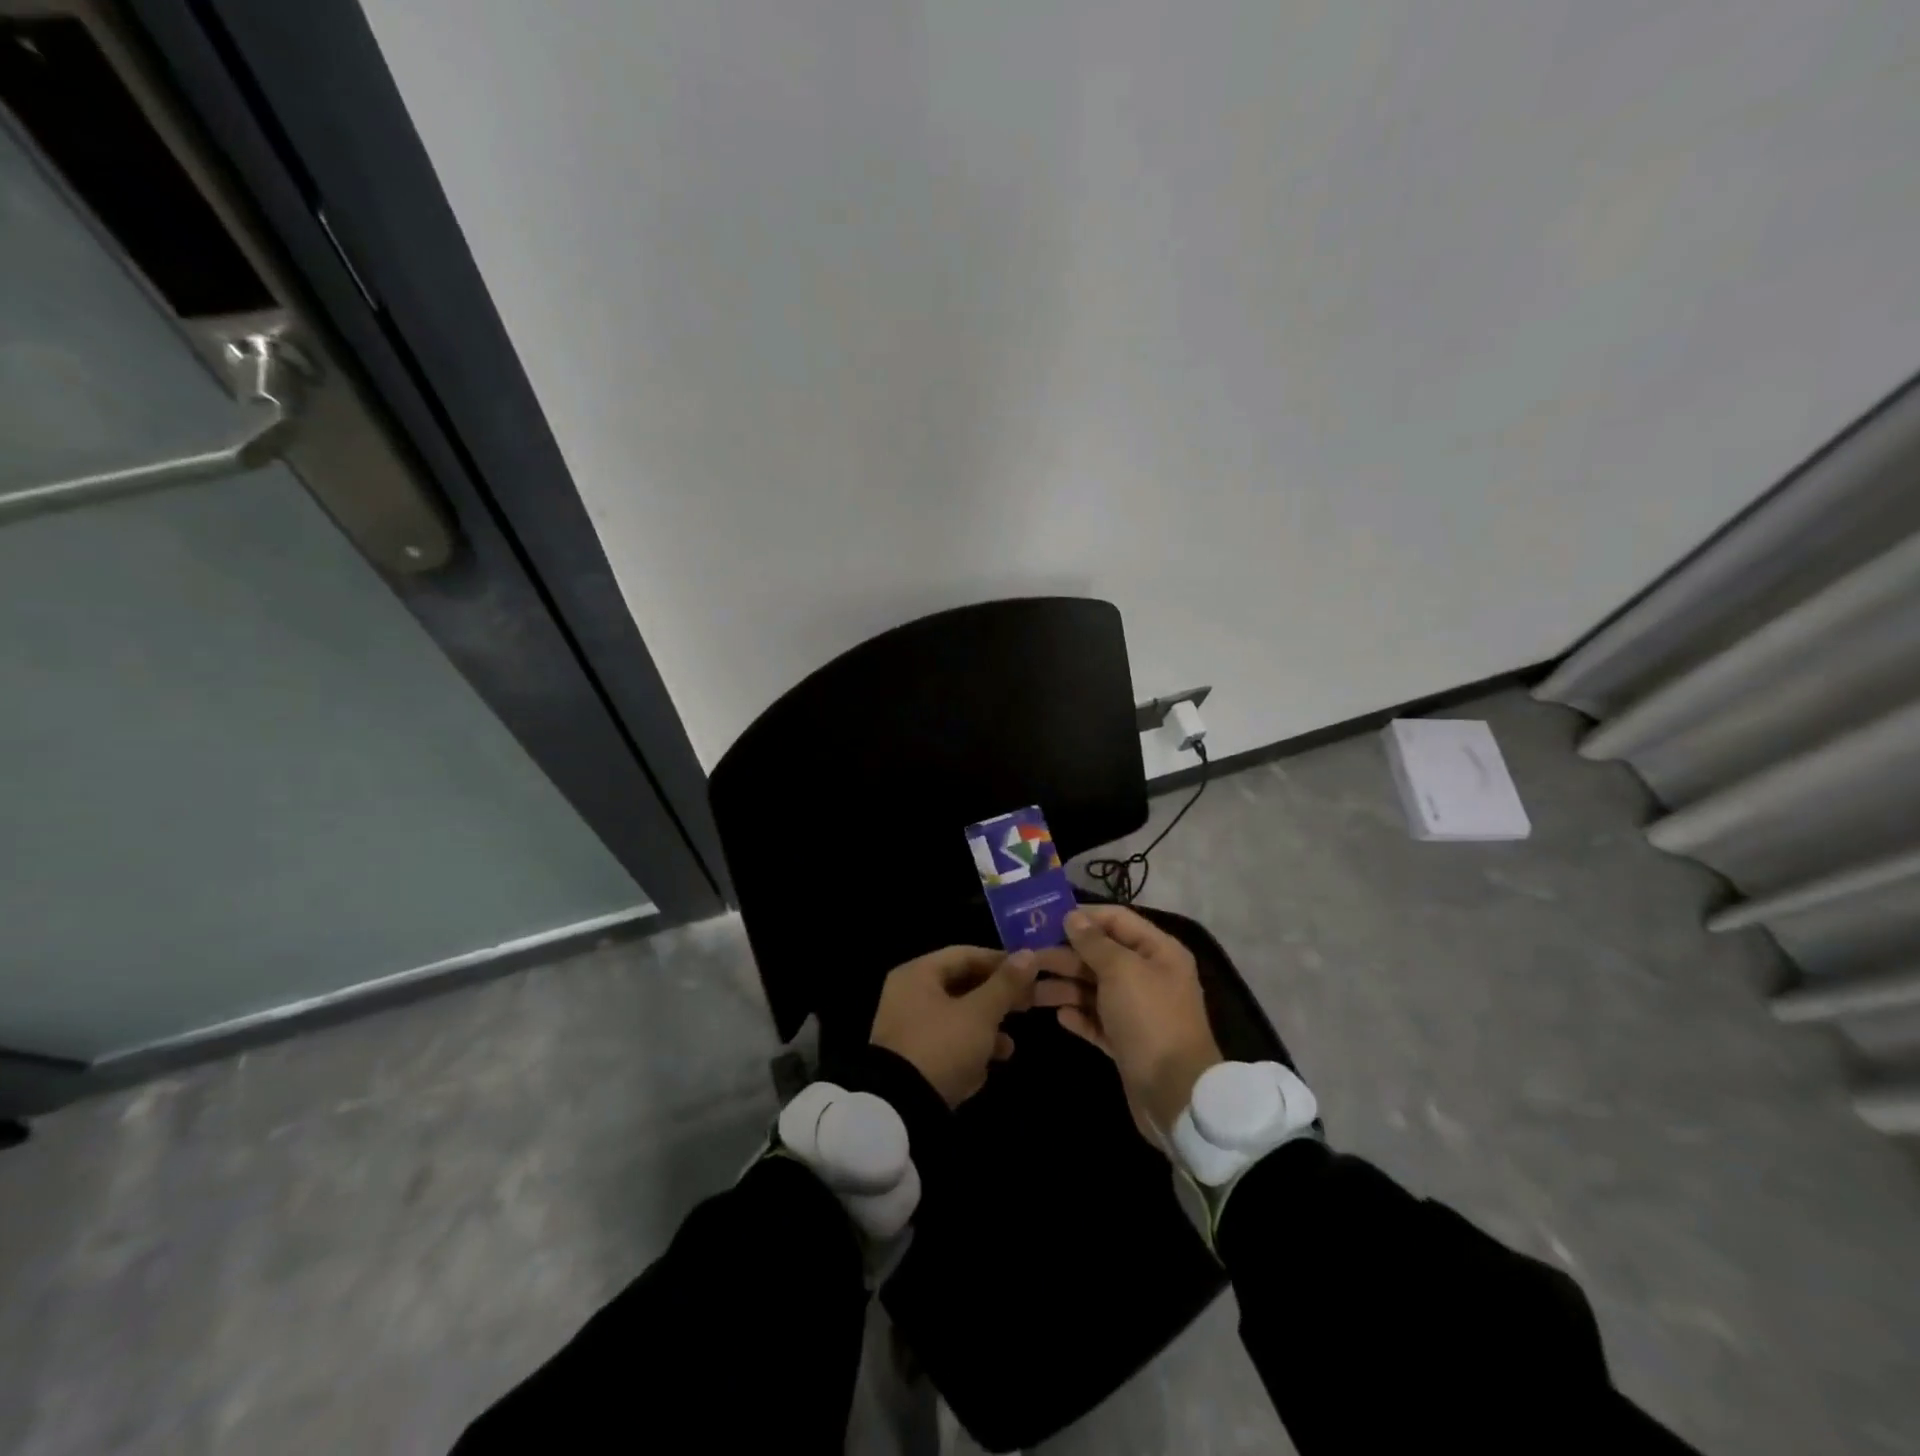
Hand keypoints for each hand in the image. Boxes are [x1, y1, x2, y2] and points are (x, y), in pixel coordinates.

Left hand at [869, 946, 1042, 1106]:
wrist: (900, 1110)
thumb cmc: (942, 1046)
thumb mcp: (980, 1014)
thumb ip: (1005, 984)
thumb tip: (1028, 954)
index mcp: (918, 974)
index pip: (965, 955)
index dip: (999, 961)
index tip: (1030, 973)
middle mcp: (908, 995)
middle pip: (961, 986)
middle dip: (996, 999)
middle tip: (1027, 1006)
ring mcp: (908, 1029)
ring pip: (956, 1017)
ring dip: (985, 1029)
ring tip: (1010, 1047)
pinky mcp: (912, 1059)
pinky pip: (946, 1043)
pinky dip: (968, 1050)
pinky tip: (987, 1067)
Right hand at [1033, 906, 1221, 1131]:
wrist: (1176, 1094)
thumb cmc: (1149, 1019)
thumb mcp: (1121, 971)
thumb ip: (1094, 942)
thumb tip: (1072, 916)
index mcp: (1158, 951)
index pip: (1116, 919)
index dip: (1083, 917)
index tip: (1045, 919)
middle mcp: (1149, 975)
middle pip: (1100, 955)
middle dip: (1065, 955)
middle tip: (1027, 957)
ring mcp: (1138, 1010)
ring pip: (1094, 989)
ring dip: (1064, 986)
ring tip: (1029, 990)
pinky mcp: (1127, 1041)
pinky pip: (1097, 1020)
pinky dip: (1079, 1016)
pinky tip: (1059, 1016)